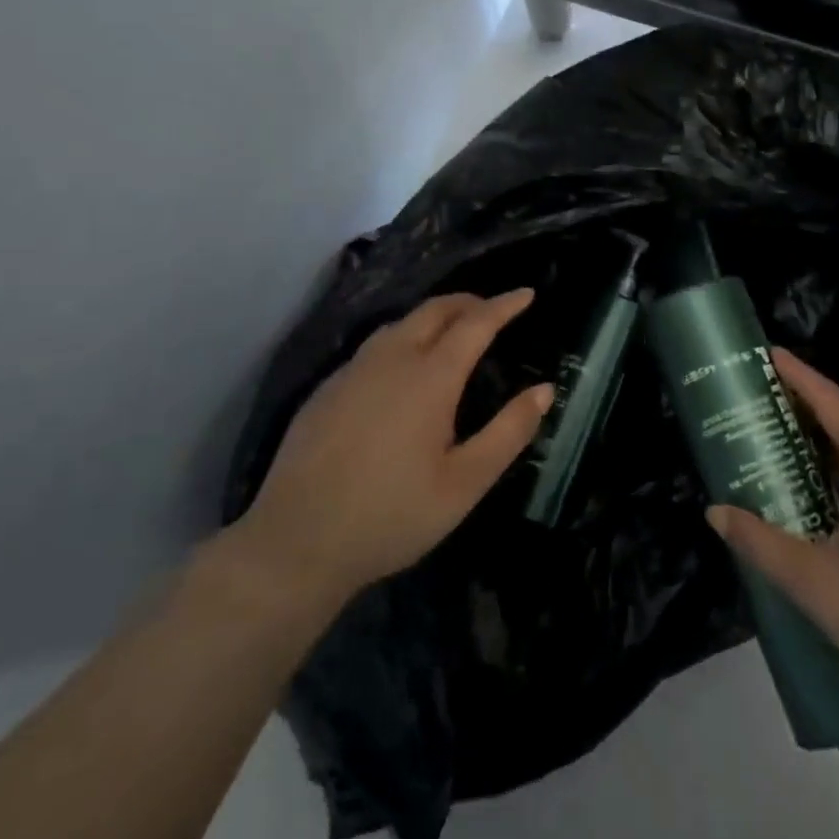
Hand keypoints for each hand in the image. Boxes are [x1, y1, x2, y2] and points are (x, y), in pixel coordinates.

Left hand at [227, 290, 549, 610]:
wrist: (293, 545)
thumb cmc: (391, 516)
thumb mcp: (464, 484)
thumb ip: (509, 432)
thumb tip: (545, 390)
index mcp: (430, 377)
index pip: (476, 323)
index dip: (505, 305)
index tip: (527, 293)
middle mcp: (391, 359)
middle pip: (435, 309)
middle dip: (469, 302)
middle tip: (493, 310)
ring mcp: (353, 371)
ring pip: (401, 323)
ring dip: (434, 317)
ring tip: (453, 332)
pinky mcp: (326, 389)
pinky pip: (374, 346)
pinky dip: (403, 338)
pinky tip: (402, 367)